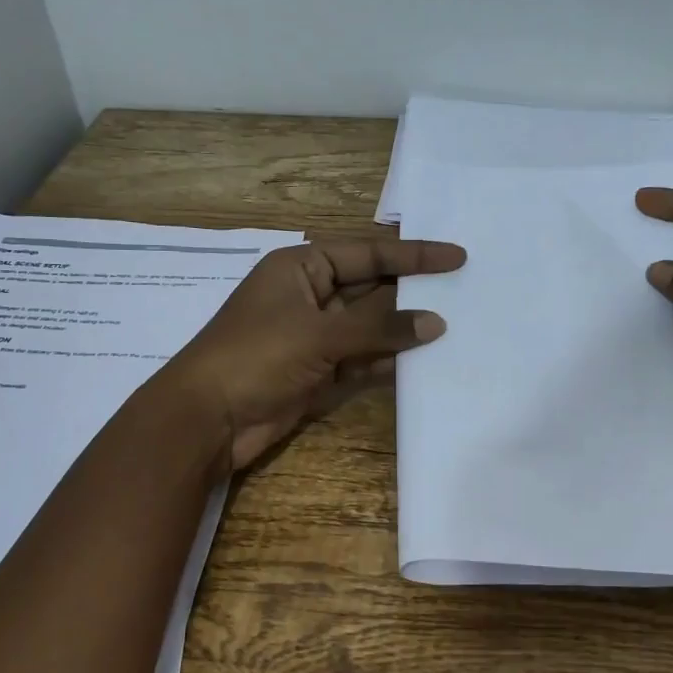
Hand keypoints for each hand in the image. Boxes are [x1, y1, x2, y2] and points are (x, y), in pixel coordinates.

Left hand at [156, 236, 465, 470]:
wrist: (207, 419)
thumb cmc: (257, 356)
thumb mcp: (320, 334)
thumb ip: (379, 327)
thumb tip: (435, 323)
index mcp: (302, 267)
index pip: (368, 253)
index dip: (414, 255)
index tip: (456, 257)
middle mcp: (311, 295)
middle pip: (372, 289)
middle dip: (413, 293)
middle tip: (465, 292)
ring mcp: (315, 335)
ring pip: (370, 327)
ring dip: (404, 329)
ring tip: (455, 327)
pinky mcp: (319, 371)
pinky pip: (363, 359)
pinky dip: (389, 360)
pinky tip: (424, 361)